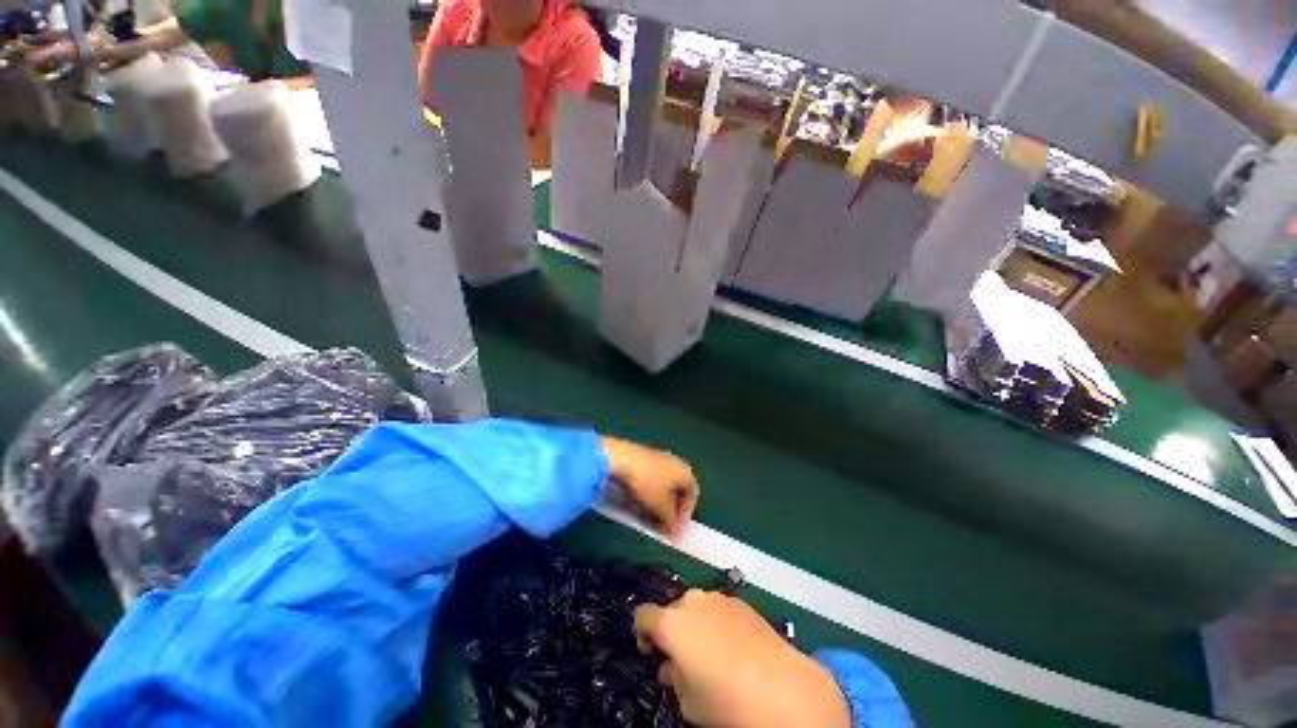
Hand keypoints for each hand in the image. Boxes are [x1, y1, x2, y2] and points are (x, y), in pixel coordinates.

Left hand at [599, 436, 697, 536]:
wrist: (620, 459)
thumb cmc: (646, 483)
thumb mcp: (661, 508)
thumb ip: (671, 522)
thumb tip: (676, 533)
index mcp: (685, 470)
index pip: (693, 494)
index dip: (686, 513)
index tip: (675, 528)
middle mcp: (675, 461)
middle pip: (677, 489)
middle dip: (670, 509)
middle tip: (661, 524)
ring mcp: (658, 457)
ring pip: (662, 484)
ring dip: (657, 502)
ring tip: (646, 515)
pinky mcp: (642, 457)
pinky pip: (649, 478)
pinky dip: (646, 492)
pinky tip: (635, 501)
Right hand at [634, 590, 850, 727]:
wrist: (783, 689)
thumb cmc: (726, 700)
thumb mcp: (688, 701)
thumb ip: (673, 677)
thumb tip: (672, 667)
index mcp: (671, 622)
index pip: (642, 616)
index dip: (643, 635)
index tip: (653, 655)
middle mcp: (692, 600)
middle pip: (672, 610)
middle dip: (673, 632)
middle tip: (683, 661)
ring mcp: (719, 598)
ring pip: (697, 607)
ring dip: (697, 625)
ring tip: (712, 655)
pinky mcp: (742, 602)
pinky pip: (719, 609)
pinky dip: (718, 623)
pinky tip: (735, 649)